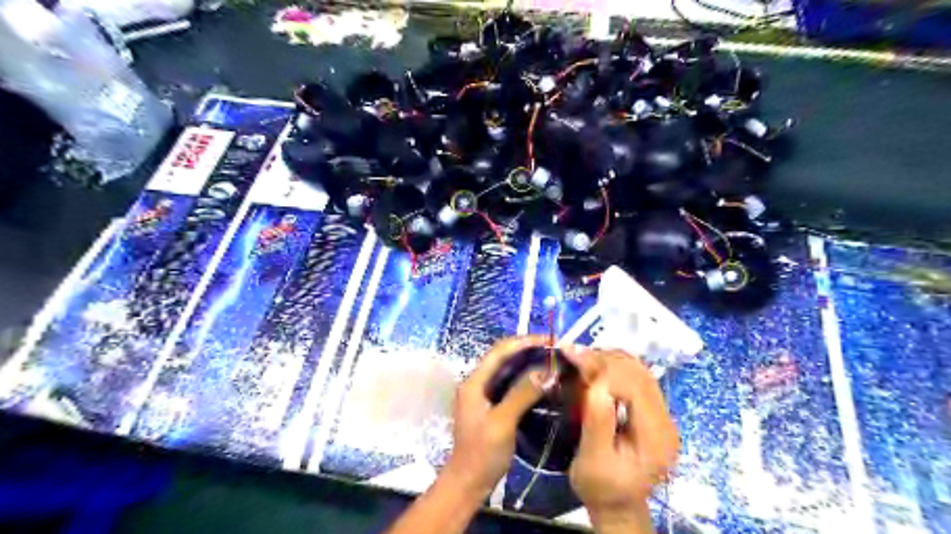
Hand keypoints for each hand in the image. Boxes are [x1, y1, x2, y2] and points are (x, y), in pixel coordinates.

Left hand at [446, 335, 550, 497]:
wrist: (468, 483)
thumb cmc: (482, 453)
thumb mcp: (502, 423)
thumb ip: (521, 394)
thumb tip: (546, 371)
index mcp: (474, 382)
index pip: (499, 351)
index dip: (523, 342)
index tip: (549, 341)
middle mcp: (477, 382)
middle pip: (502, 356)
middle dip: (527, 349)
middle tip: (554, 349)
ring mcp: (484, 394)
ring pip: (507, 369)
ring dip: (527, 362)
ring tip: (551, 360)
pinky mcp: (492, 405)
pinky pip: (510, 383)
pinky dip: (526, 378)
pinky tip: (542, 381)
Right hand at [559, 346, 679, 533]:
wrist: (616, 503)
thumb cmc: (601, 488)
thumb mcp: (592, 463)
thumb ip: (598, 424)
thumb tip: (596, 384)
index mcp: (655, 437)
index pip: (635, 386)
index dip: (603, 367)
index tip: (573, 356)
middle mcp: (665, 420)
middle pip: (639, 373)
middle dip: (604, 359)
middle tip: (573, 354)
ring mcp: (661, 413)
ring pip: (639, 370)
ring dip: (609, 359)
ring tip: (581, 358)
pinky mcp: (651, 409)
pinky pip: (635, 376)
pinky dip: (613, 366)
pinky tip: (593, 367)